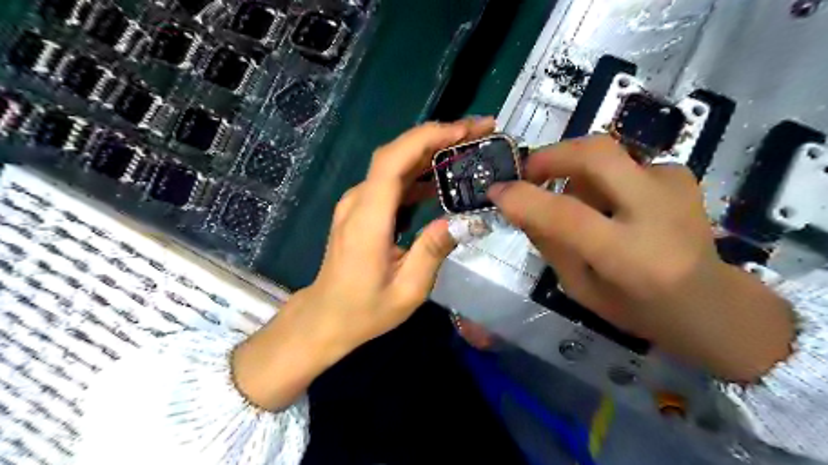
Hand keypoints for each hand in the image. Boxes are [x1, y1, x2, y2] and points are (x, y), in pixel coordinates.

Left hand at [233, 118, 494, 407]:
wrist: (326, 316)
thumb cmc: (365, 309)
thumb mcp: (407, 291)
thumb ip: (433, 251)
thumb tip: (464, 219)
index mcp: (367, 218)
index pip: (393, 161)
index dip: (427, 138)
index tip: (464, 130)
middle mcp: (359, 201)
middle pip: (396, 154)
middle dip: (438, 137)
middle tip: (479, 132)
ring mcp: (357, 203)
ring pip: (395, 164)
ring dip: (432, 152)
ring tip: (469, 149)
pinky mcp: (362, 209)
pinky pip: (392, 182)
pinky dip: (419, 173)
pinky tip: (443, 178)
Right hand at [490, 135, 795, 380]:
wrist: (712, 303)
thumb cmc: (638, 308)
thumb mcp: (581, 289)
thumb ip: (550, 245)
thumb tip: (520, 205)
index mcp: (630, 257)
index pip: (567, 216)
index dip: (524, 199)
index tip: (496, 191)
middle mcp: (657, 212)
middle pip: (596, 153)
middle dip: (551, 155)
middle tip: (529, 173)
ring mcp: (674, 186)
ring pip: (606, 154)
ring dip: (575, 173)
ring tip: (578, 205)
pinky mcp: (680, 175)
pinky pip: (622, 163)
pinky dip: (602, 179)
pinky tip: (612, 205)